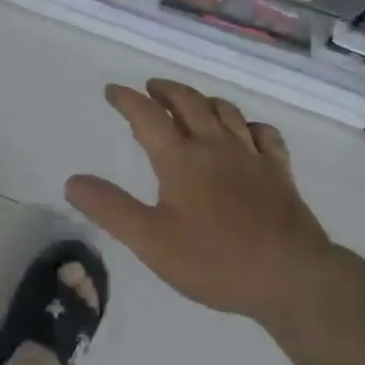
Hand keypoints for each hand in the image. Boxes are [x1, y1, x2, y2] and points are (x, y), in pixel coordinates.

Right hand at [66, 80, 335, 327]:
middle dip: (165, 90)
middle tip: (151, 89)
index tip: (113, 91)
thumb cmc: (215, 260)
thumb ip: (111, 209)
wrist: (291, 276)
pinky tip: (246, 132)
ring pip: (225, 111)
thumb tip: (72, 181)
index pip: (147, 115)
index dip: (127, 99)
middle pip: (187, 102)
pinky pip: (264, 133)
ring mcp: (250, 155)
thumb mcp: (151, 242)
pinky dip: (249, 125)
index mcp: (180, 158)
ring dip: (203, 101)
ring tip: (192, 103)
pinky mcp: (279, 171)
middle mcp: (214, 145)